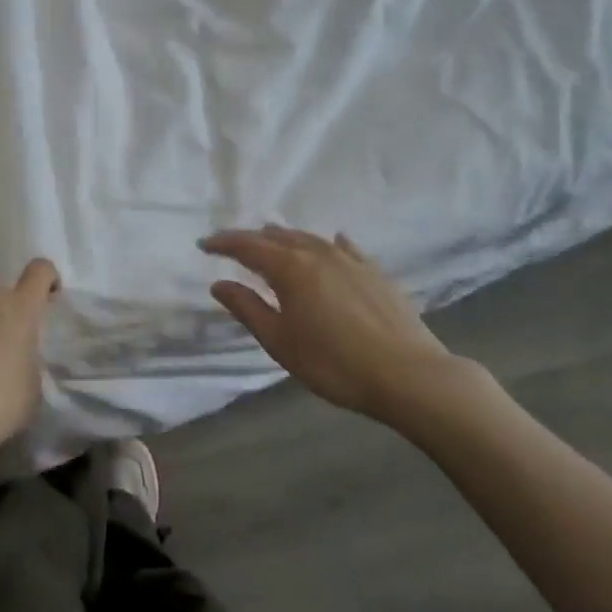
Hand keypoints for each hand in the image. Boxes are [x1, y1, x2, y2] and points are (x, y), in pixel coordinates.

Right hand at [200, 226, 456, 420]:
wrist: (408, 374)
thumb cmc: (334, 363)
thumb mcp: (281, 342)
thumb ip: (248, 308)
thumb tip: (219, 284)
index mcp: (290, 268)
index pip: (247, 246)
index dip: (223, 243)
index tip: (203, 244)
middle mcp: (317, 252)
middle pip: (278, 236)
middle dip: (252, 239)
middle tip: (234, 248)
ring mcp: (350, 259)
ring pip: (309, 238)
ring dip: (286, 238)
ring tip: (273, 243)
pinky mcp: (374, 271)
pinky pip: (343, 247)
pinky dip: (326, 244)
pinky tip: (331, 243)